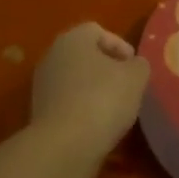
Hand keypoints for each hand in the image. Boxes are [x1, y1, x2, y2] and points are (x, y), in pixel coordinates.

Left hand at [30, 22, 149, 160]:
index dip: (120, 45)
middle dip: (107, 68)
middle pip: (84, 55)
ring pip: (75, 80)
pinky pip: (67, 102)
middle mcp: (52, 55)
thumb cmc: (103, 99)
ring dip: (94, 90)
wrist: (64, 146)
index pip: (98, 31)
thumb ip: (139, 65)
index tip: (134, 67)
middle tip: (126, 86)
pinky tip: (97, 125)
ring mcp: (42, 85)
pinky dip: (82, 109)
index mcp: (73, 39)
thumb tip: (134, 65)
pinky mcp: (39, 112)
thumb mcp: (136, 77)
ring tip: (114, 109)